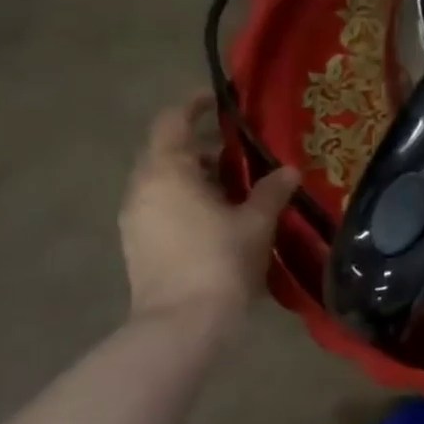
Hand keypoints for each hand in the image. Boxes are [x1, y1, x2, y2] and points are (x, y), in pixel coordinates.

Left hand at [119, 97, 300, 323]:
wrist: (182, 324)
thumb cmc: (220, 260)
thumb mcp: (256, 221)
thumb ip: (272, 190)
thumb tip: (288, 171)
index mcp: (166, 172)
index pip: (172, 121)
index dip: (194, 104)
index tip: (220, 99)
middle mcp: (142, 189)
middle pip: (167, 151)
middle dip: (202, 145)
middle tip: (241, 148)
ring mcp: (135, 219)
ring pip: (164, 181)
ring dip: (196, 175)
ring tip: (236, 184)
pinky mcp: (138, 244)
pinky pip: (162, 205)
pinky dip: (187, 199)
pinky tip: (220, 215)